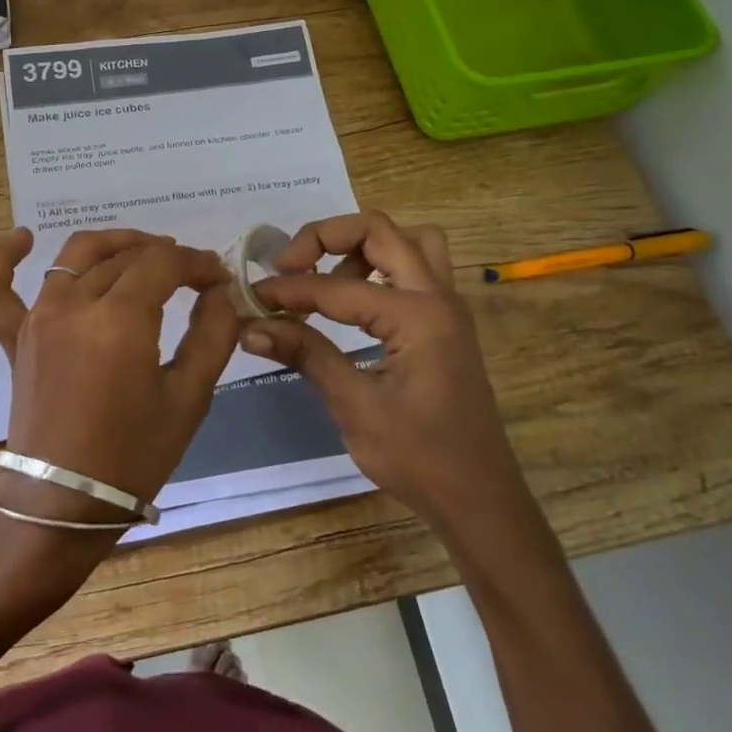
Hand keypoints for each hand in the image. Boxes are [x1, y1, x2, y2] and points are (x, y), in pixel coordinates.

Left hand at [0, 228, 237, 525]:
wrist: (63, 504)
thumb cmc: (133, 455)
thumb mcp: (189, 398)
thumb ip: (212, 335)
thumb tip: (220, 292)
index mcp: (119, 320)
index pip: (164, 263)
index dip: (197, 263)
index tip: (219, 278)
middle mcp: (73, 305)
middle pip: (125, 256)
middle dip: (166, 256)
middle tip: (192, 275)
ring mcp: (37, 318)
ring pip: (76, 256)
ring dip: (114, 245)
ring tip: (143, 252)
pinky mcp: (14, 337)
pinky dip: (4, 259)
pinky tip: (23, 237)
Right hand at [240, 212, 526, 526]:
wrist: (480, 500)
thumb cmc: (420, 459)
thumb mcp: (356, 407)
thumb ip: (307, 355)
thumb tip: (251, 327)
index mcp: (418, 316)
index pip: (338, 287)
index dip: (290, 289)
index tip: (253, 298)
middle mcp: (438, 297)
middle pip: (379, 230)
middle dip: (326, 237)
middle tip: (288, 265)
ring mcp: (446, 307)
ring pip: (406, 240)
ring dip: (360, 247)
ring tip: (323, 280)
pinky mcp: (444, 322)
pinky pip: (414, 268)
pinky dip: (378, 267)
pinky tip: (350, 303)